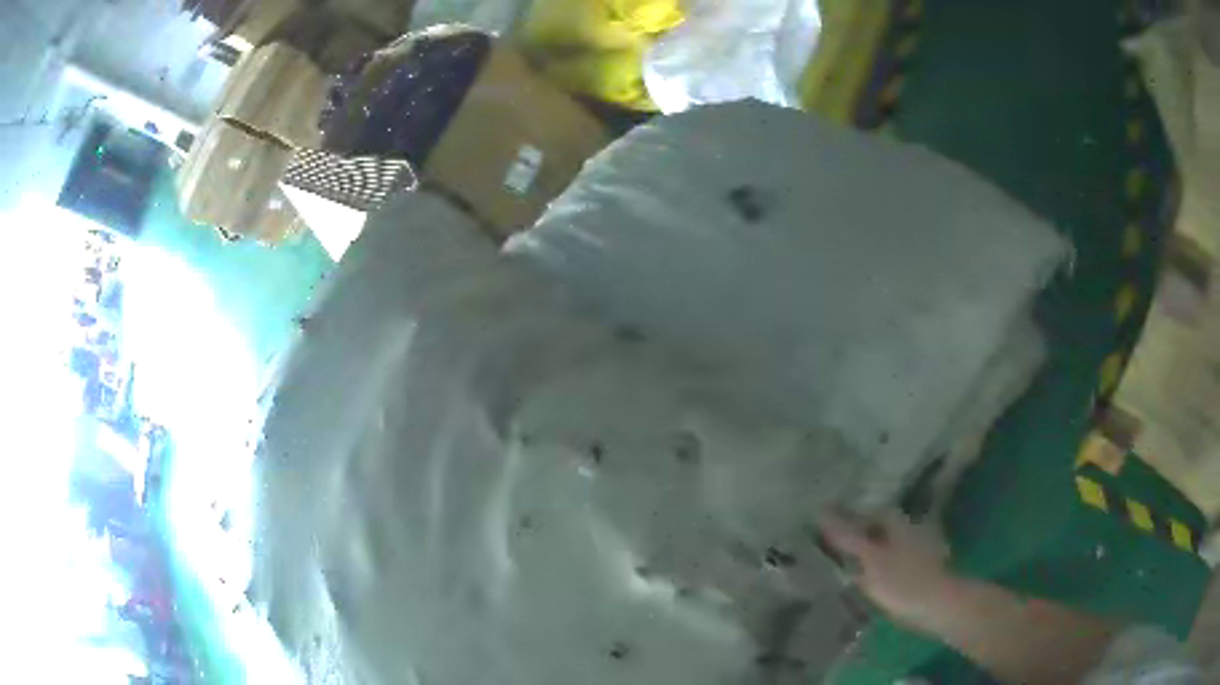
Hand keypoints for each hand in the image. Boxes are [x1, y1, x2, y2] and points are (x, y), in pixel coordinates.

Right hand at [818, 509, 955, 627]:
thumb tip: (821, 509)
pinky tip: (878, 580)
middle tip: (838, 550)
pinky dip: (887, 565)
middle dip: (863, 535)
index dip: (849, 520)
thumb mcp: (869, 559)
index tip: (828, 532)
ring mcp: (922, 545)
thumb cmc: (903, 581)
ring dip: (875, 551)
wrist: (941, 605)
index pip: (868, 512)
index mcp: (897, 520)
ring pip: (891, 543)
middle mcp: (911, 526)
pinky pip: (900, 559)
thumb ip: (847, 536)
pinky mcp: (927, 566)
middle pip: (881, 527)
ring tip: (854, 568)